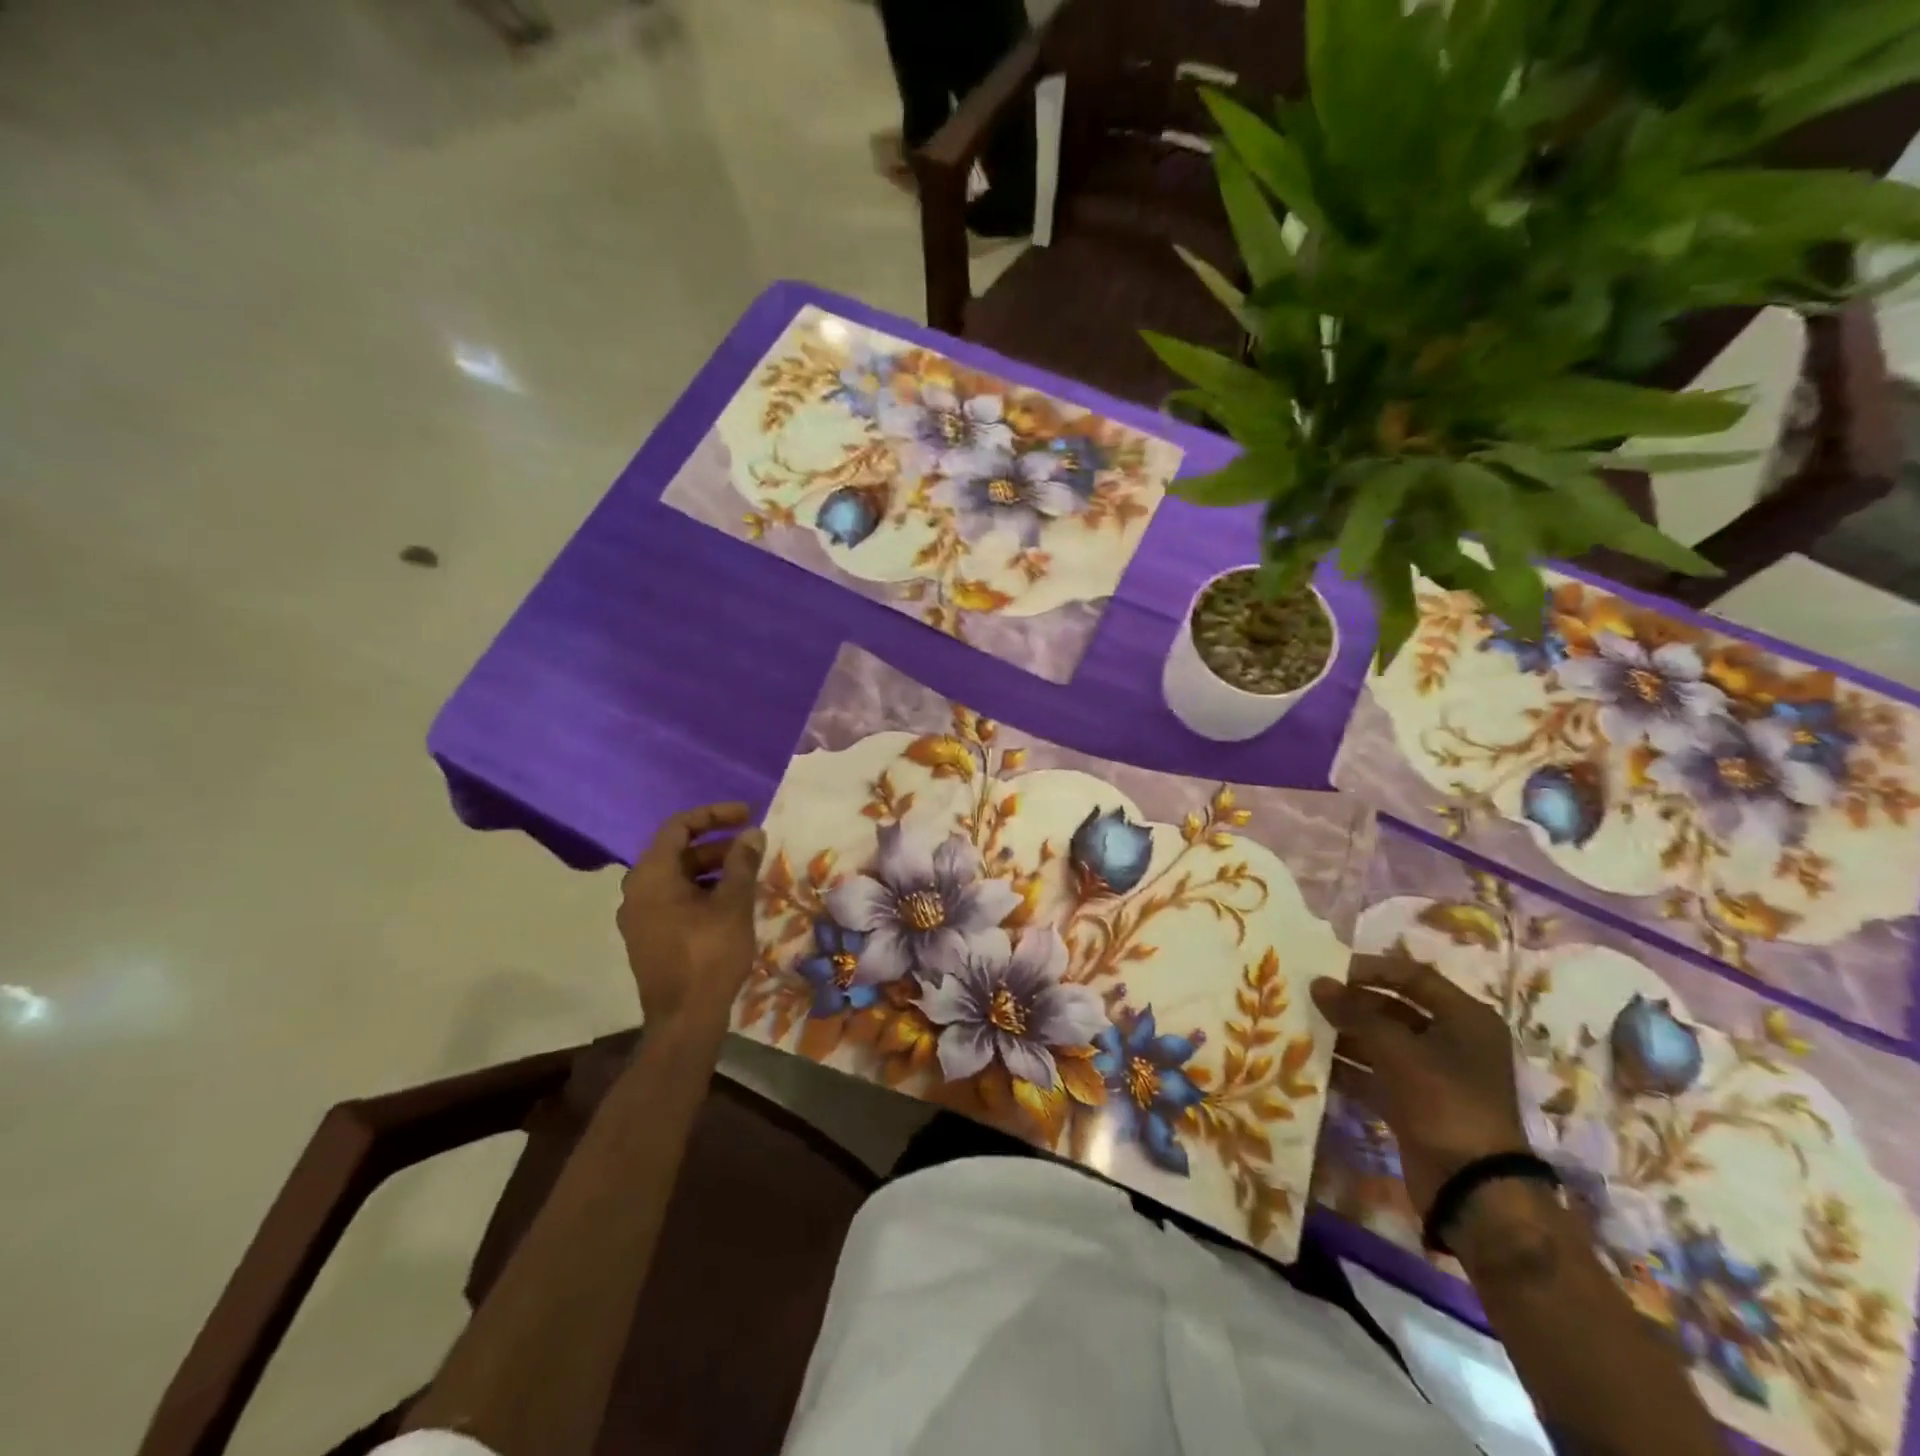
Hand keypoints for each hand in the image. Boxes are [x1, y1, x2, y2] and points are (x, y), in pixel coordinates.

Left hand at [617, 802, 764, 1032]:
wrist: (684, 1020)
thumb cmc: (708, 955)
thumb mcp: (733, 904)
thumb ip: (742, 863)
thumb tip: (752, 833)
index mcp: (652, 875)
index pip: (679, 826)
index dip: (714, 814)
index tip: (747, 815)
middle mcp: (637, 890)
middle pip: (678, 851)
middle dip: (717, 844)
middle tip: (753, 848)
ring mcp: (640, 916)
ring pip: (678, 877)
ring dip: (712, 869)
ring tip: (748, 875)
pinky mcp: (649, 937)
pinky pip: (674, 899)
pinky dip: (702, 891)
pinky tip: (731, 903)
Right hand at [1311, 948, 1530, 1217]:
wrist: (1473, 1189)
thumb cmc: (1445, 1102)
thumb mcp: (1398, 1050)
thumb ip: (1355, 1013)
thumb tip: (1317, 983)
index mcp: (1465, 1018)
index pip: (1412, 976)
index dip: (1370, 969)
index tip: (1328, 969)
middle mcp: (1453, 1041)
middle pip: (1394, 1008)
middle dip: (1352, 1004)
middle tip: (1310, 998)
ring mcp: (1434, 1075)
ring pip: (1382, 1042)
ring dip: (1346, 1035)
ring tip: (1305, 1026)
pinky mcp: (1416, 1104)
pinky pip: (1376, 1074)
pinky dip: (1350, 1068)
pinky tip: (1315, 1062)